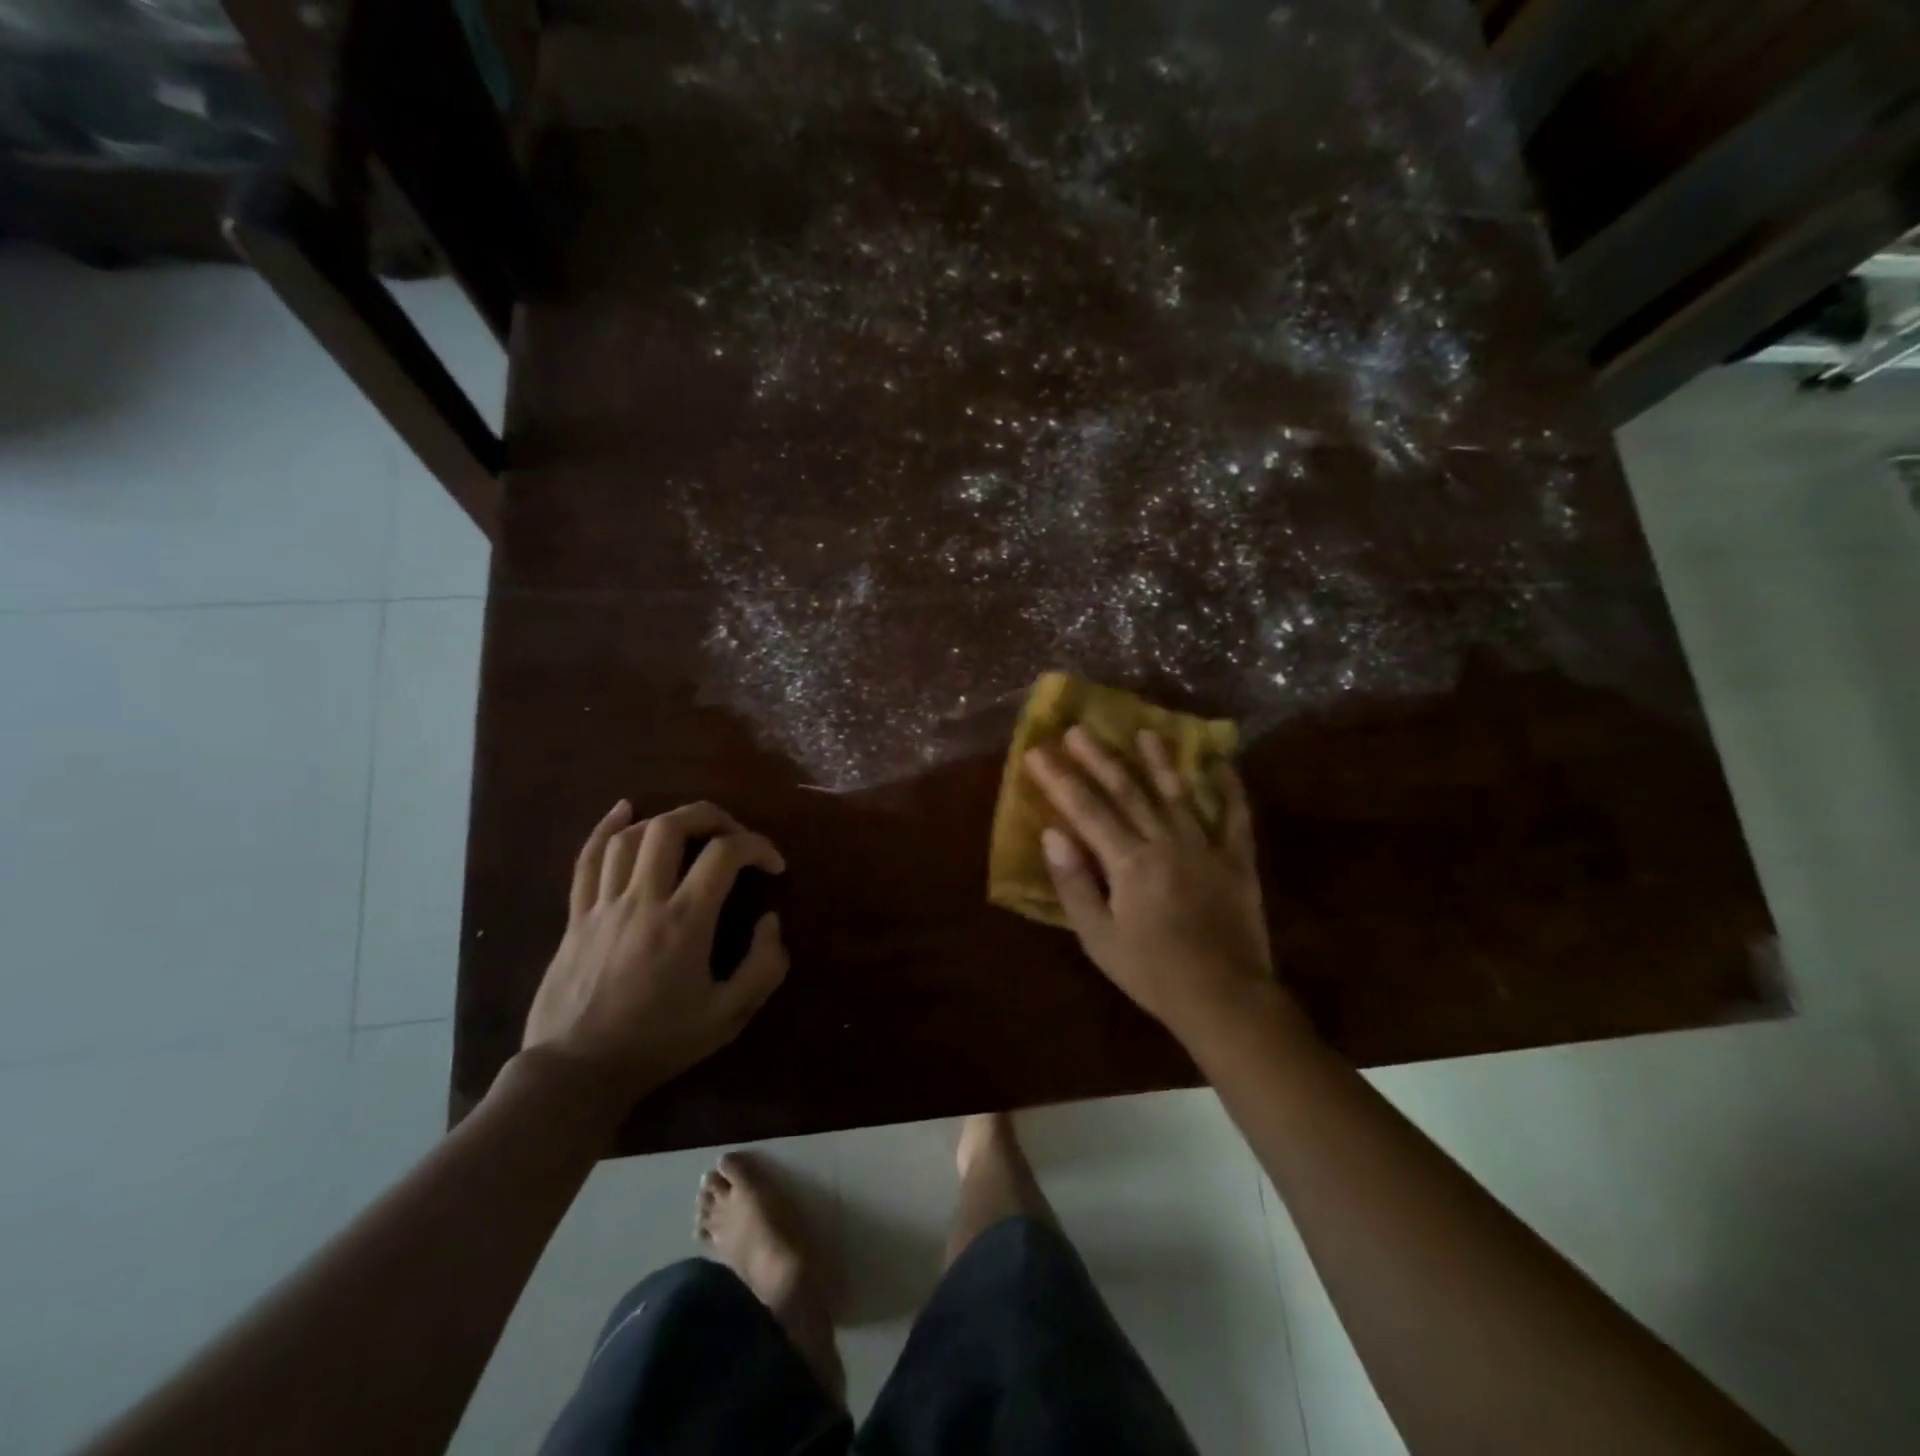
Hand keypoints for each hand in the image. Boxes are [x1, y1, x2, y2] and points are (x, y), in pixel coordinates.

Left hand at [522, 800, 788, 1113]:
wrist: (576, 1074)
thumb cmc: (658, 1044)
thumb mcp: (728, 1016)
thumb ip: (763, 966)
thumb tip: (771, 921)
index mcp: (685, 921)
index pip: (725, 854)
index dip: (758, 846)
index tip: (774, 866)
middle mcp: (643, 899)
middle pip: (673, 826)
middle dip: (712, 817)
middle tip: (734, 835)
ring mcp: (603, 905)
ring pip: (631, 837)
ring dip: (667, 820)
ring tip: (692, 830)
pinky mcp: (576, 916)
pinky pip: (587, 860)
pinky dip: (605, 828)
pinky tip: (624, 810)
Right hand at [1025, 727, 1277, 1041]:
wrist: (1224, 999)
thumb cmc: (1152, 972)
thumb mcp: (1099, 938)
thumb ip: (1075, 883)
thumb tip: (1052, 833)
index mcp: (1129, 862)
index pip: (1086, 810)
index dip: (1059, 779)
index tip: (1037, 752)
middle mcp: (1166, 842)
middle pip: (1128, 792)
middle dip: (1099, 759)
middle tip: (1078, 729)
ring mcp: (1206, 847)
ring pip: (1177, 793)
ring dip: (1158, 760)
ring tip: (1144, 731)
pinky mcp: (1237, 860)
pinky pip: (1234, 816)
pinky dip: (1228, 788)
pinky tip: (1220, 763)